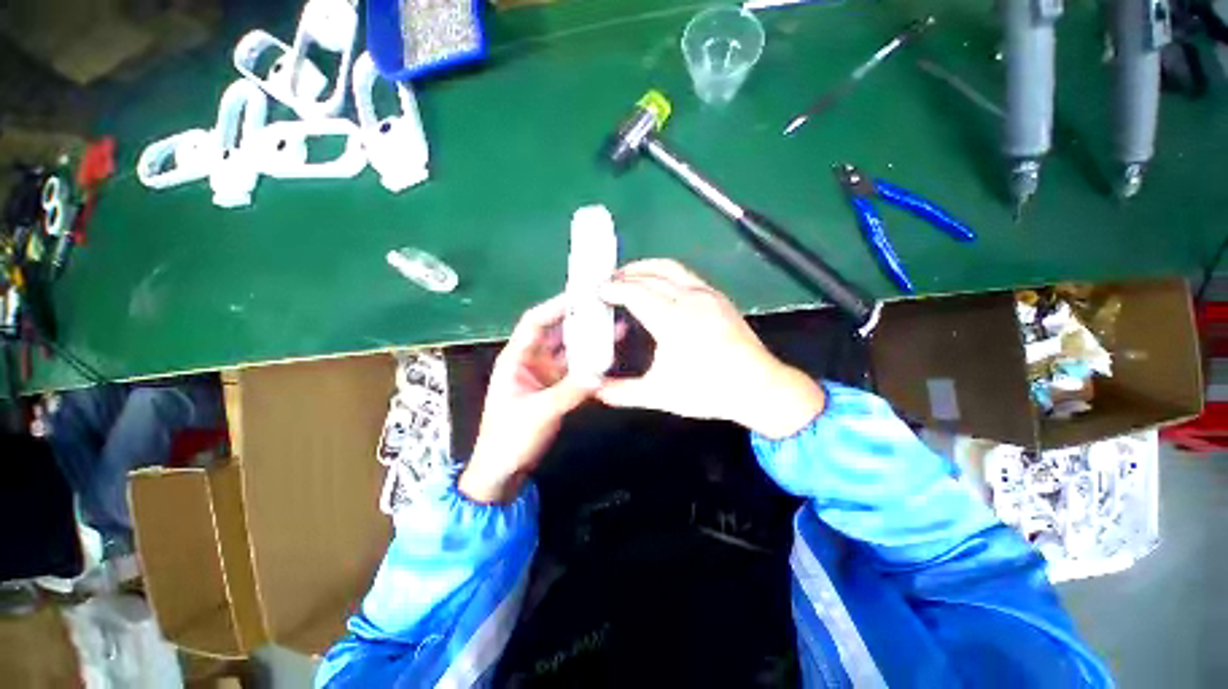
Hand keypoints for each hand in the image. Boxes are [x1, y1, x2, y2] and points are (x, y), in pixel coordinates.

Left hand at [458, 294, 596, 503]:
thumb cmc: (509, 438)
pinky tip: (609, 356)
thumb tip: (600, 374)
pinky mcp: (557, 388)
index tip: (581, 295)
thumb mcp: (538, 412)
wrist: (504, 470)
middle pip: (557, 332)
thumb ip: (569, 392)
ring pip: (570, 350)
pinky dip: (592, 363)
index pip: (535, 322)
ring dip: (589, 340)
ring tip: (614, 326)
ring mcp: (546, 374)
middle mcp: (532, 360)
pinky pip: (577, 369)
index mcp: (516, 358)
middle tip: (604, 307)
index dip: (556, 306)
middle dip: (580, 319)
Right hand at [597, 259, 824, 438]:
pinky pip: (685, 274)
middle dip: (623, 275)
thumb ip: (622, 392)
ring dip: (645, 267)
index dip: (612, 289)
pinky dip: (664, 273)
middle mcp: (689, 299)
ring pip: (669, 267)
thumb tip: (593, 390)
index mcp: (673, 320)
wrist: (759, 388)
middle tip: (606, 284)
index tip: (595, 292)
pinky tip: (659, 286)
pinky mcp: (718, 296)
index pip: (634, 292)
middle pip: (649, 275)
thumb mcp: (659, 394)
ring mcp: (707, 294)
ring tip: (628, 276)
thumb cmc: (708, 391)